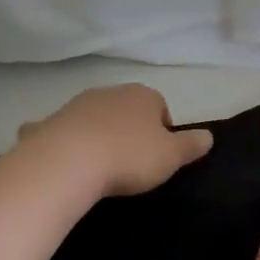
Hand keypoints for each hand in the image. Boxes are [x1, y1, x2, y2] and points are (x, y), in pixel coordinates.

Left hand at [16, 84, 213, 196]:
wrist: (67, 161)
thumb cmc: (129, 156)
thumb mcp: (171, 156)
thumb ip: (191, 145)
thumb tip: (209, 136)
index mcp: (143, 95)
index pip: (161, 107)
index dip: (162, 132)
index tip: (158, 157)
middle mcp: (110, 92)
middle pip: (127, 110)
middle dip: (130, 130)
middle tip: (132, 163)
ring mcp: (77, 105)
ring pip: (95, 118)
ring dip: (99, 135)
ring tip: (101, 167)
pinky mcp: (50, 122)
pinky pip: (63, 131)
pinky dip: (66, 142)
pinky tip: (67, 163)